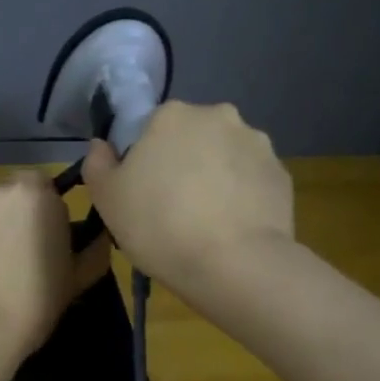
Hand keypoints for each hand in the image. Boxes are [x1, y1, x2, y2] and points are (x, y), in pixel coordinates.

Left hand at [0, 172, 110, 366]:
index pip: (40, 187)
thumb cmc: (35, 304)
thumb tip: (99, 234)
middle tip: (4, 252)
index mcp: (41, 194)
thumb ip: (92, 248)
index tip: (34, 239)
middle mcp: (4, 185)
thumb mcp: (77, 278)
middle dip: (6, 215)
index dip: (37, 212)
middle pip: (7, 193)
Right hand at [82, 100, 293, 292]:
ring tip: (206, 221)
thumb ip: (97, 163)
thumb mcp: (107, 199)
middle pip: (191, 136)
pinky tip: (231, 227)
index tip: (142, 190)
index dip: (144, 158)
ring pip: (224, 156)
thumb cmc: (159, 225)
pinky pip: (251, 180)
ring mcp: (256, 143)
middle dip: (183, 161)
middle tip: (172, 206)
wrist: (235, 265)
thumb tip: (102, 145)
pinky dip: (241, 195)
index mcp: (172, 115)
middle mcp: (218, 116)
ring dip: (214, 176)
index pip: (151, 126)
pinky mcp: (282, 174)